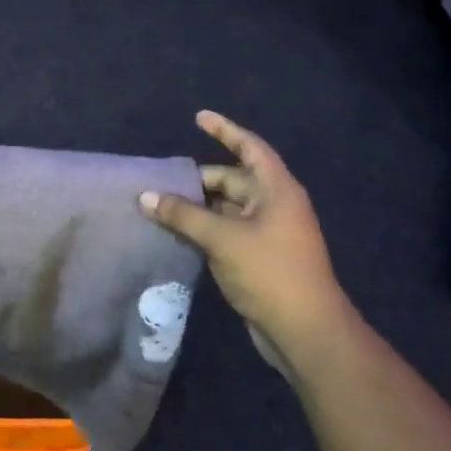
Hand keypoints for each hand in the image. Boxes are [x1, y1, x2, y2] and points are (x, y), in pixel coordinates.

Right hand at [139, 111, 351, 377]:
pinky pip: (227, 231)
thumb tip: (145, 196)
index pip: (249, 147)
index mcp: (277, 190)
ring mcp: (269, 233)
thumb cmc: (270, 272)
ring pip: (227, 207)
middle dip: (200, 178)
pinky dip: (205, 227)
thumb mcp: (222, 238)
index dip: (225, 130)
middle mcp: (275, 205)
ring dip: (199, 205)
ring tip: (162, 204)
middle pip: (233, 179)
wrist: (305, 333)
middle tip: (163, 180)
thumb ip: (182, 214)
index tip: (198, 117)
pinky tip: (178, 232)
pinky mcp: (260, 258)